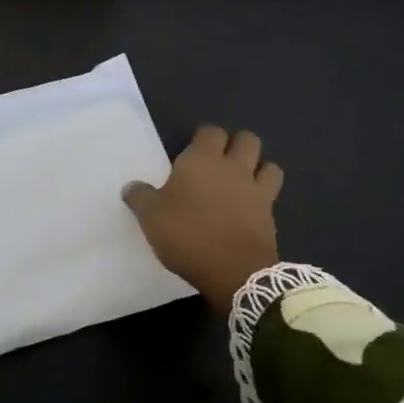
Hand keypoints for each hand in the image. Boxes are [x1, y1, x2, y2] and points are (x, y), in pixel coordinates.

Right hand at [123, 125, 283, 313]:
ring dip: (259, 168)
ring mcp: (256, 191)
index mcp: (202, 160)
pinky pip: (272, 195)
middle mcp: (233, 168)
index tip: (192, 149)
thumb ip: (140, 197)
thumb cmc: (187, 234)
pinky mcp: (270, 216)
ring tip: (244, 181)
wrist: (233, 270)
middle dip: (237, 145)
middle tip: (220, 162)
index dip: (203, 137)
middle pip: (247, 140)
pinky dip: (264, 197)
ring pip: (269, 165)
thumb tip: (131, 186)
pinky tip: (250, 209)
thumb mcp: (150, 217)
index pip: (210, 132)